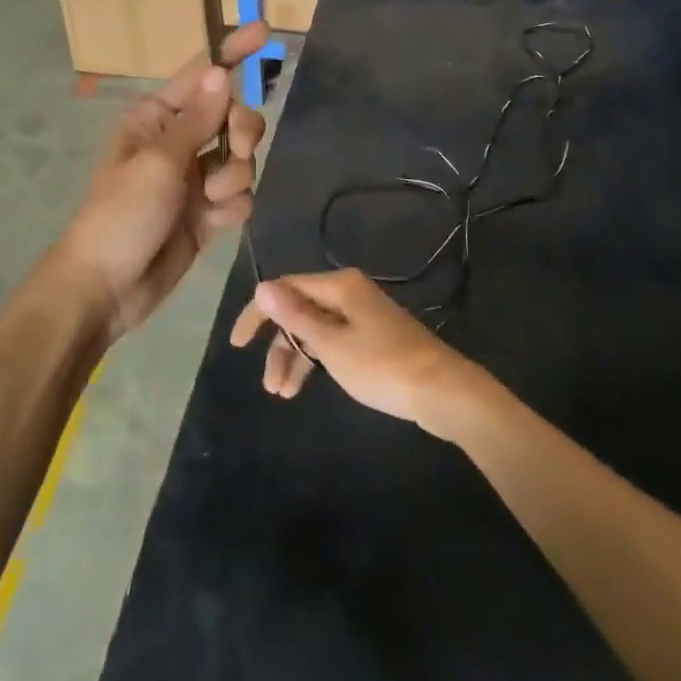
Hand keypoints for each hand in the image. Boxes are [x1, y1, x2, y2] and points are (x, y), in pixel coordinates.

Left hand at [51, 21, 270, 339]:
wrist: (108, 288)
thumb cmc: (122, 214)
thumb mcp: (159, 162)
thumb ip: (197, 119)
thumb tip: (220, 70)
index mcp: (157, 118)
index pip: (201, 74)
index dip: (233, 52)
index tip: (266, 31)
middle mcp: (179, 140)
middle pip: (234, 116)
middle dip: (241, 133)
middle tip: (233, 151)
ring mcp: (195, 177)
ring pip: (242, 158)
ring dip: (233, 179)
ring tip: (208, 202)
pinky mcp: (208, 211)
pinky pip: (241, 196)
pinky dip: (232, 208)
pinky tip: (212, 224)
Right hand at [230, 269, 486, 437]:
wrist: (443, 391)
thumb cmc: (383, 366)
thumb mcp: (332, 345)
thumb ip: (295, 316)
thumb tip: (262, 286)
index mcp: (338, 286)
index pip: (284, 288)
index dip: (257, 313)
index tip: (237, 344)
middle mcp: (348, 292)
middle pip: (299, 310)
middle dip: (279, 345)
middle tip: (268, 384)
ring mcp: (361, 314)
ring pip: (315, 329)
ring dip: (295, 358)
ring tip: (283, 395)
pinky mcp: (372, 335)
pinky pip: (332, 340)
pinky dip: (316, 360)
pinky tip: (307, 383)